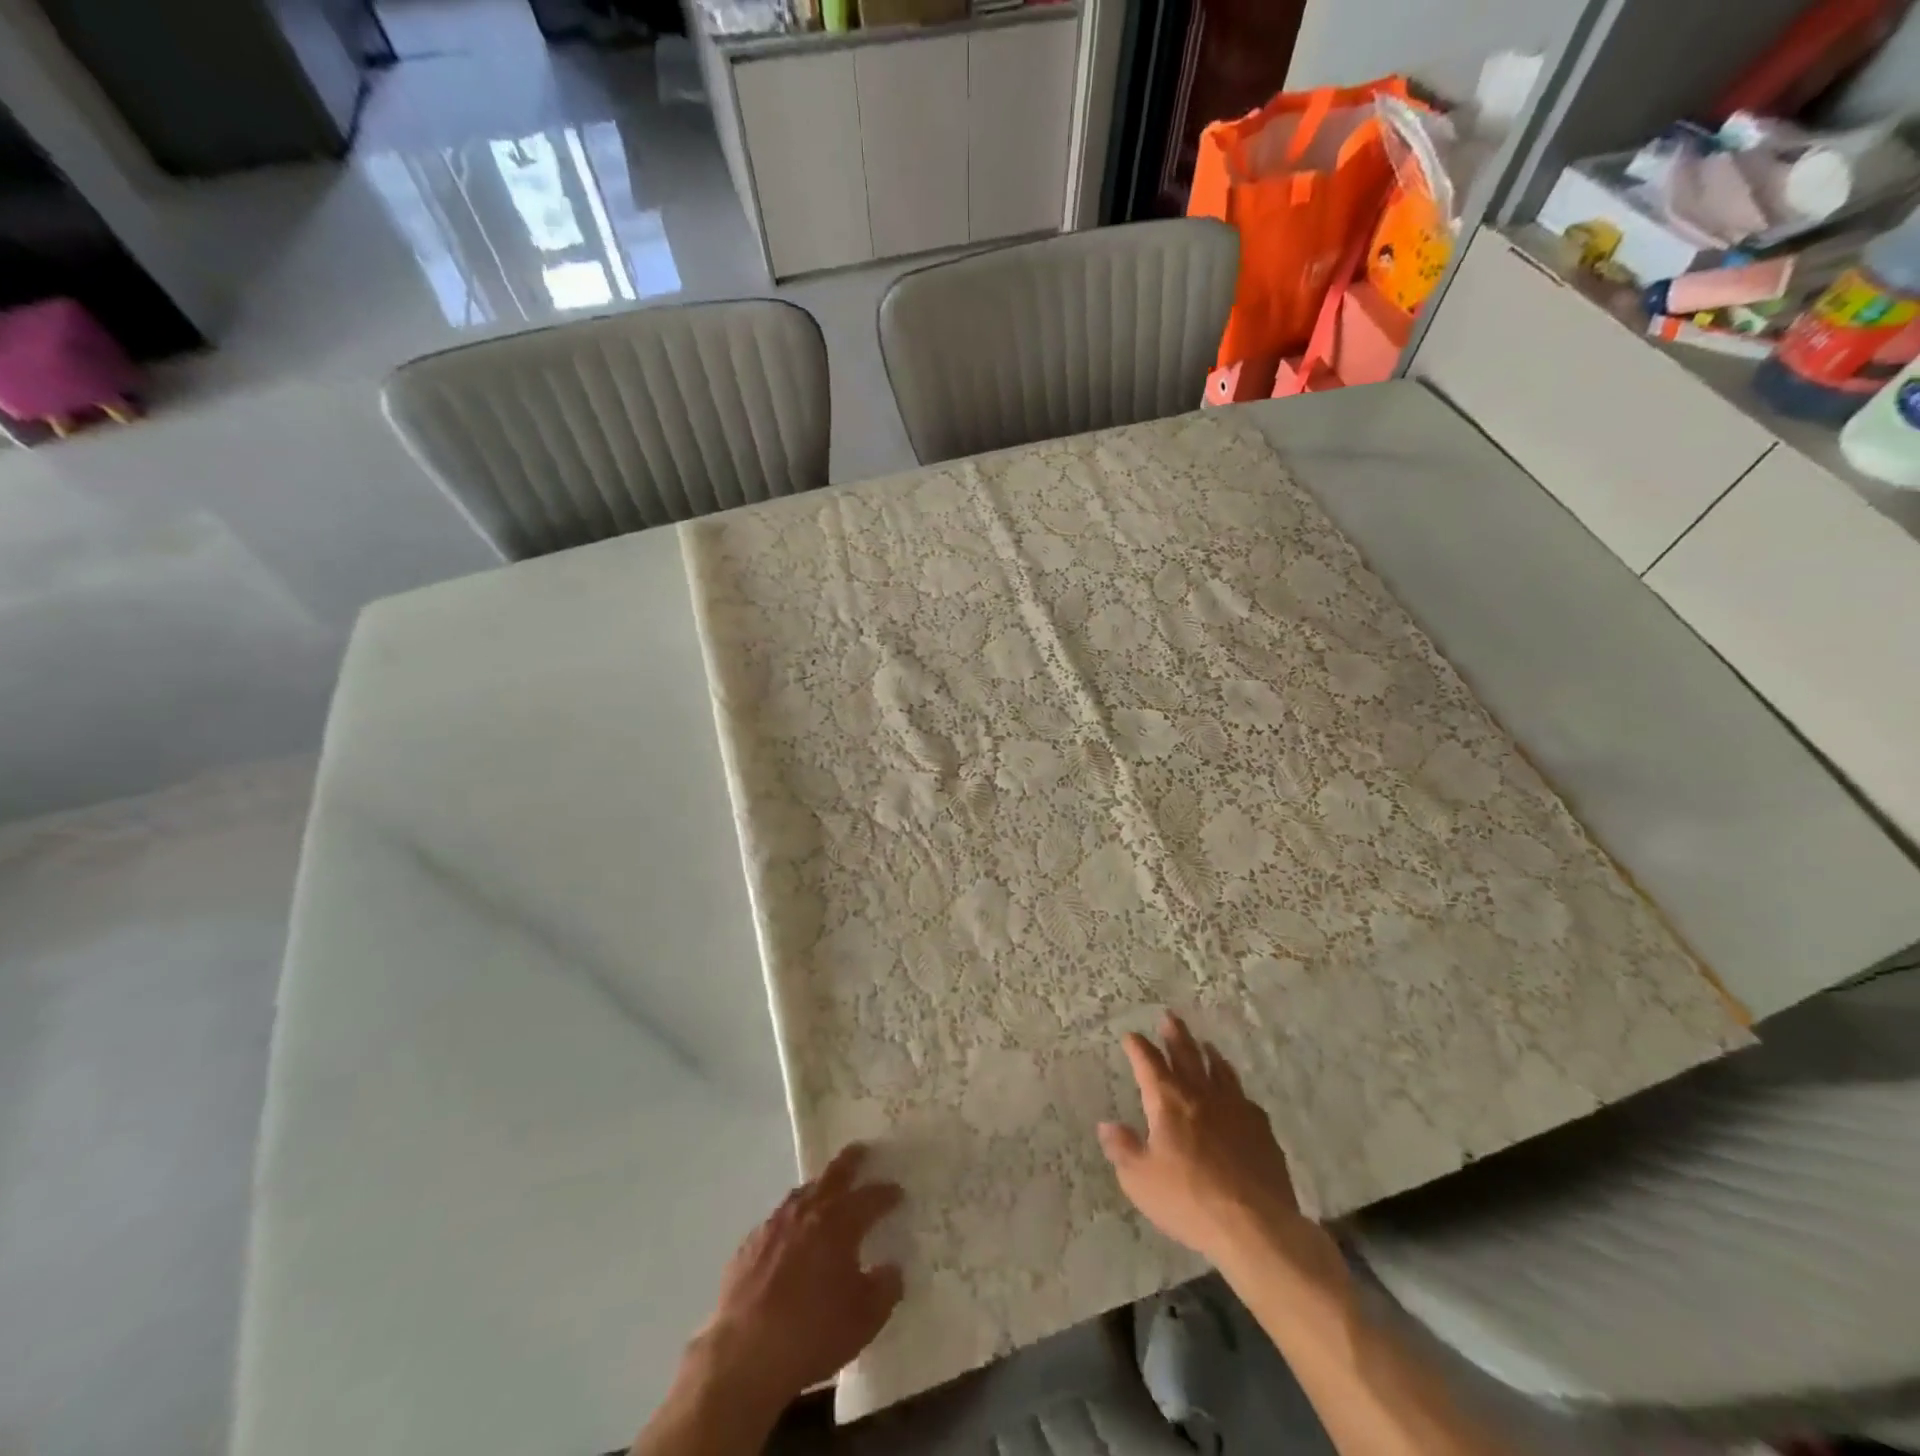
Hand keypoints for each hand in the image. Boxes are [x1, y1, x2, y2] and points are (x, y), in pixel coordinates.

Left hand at [693, 1143, 903, 1417]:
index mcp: (839, 1223)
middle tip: (862, 1151)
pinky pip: (778, 1220)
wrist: (742, 1358)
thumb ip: (885, 1289)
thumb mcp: (863, 1320)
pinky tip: (791, 1236)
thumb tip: (891, 1269)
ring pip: (803, 1193)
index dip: (886, 1193)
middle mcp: (807, 1212)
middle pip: (833, 1175)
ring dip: (819, 1188)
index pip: (870, 1198)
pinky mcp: (749, 1245)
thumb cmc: (811, 1335)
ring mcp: (774, 1225)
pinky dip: (792, 1219)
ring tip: (827, 1192)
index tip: (898, 1193)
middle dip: (851, 1161)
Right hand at [1098, 1013, 1333, 1274]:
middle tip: (1169, 1017)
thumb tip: (1106, 1125)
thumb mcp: (1140, 1180)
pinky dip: (1235, 1088)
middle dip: (1175, 1035)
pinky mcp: (1261, 1129)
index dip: (1138, 1048)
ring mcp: (1235, 1109)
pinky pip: (1244, 1098)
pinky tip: (1237, 1094)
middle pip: (1187, 1055)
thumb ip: (1122, 1149)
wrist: (1255, 1225)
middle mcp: (1201, 1095)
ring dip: (1209, 1055)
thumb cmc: (1189, 1200)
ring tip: (1205, 1045)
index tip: (1131, 1036)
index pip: (1149, 1064)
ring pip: (1220, 1071)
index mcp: (1168, 1101)